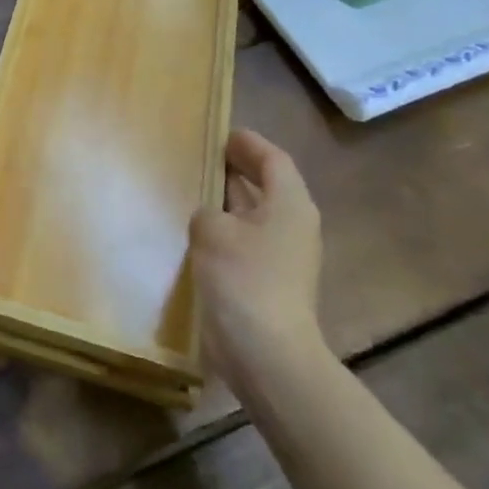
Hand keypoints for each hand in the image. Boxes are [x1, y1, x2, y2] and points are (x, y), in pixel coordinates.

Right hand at [190, 129, 325, 380]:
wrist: (267, 355)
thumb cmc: (244, 279)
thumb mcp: (212, 230)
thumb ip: (207, 211)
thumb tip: (210, 218)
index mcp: (289, 204)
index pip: (273, 159)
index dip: (248, 143)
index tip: (222, 133)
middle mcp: (293, 226)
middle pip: (268, 185)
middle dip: (238, 169)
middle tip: (203, 156)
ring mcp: (284, 258)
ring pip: (255, 216)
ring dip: (229, 201)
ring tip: (195, 189)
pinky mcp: (270, 283)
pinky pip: (247, 242)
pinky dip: (226, 230)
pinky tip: (198, 233)